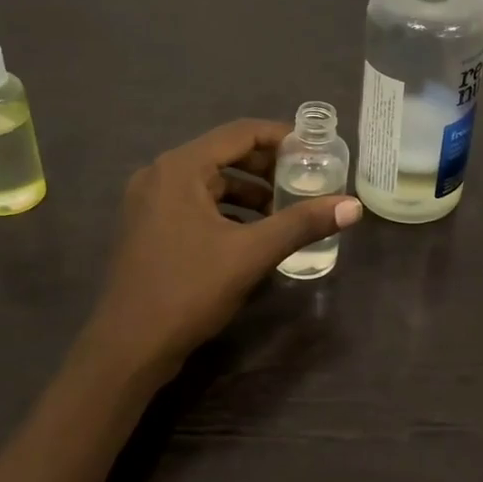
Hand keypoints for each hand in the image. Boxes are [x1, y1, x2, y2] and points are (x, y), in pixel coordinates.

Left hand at [87, 119, 360, 369]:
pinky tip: (252, 233)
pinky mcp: (148, 227)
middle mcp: (159, 175)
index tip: (315, 150)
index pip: (240, 133)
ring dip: (248, 191)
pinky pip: (195, 203)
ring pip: (210, 181)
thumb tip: (354, 206)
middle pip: (224, 154)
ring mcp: (148, 202)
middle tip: (304, 180)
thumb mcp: (252, 253)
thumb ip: (302, 224)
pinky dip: (227, 210)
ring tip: (284, 211)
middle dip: (267, 167)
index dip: (281, 137)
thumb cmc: (189, 290)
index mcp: (180, 168)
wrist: (128, 348)